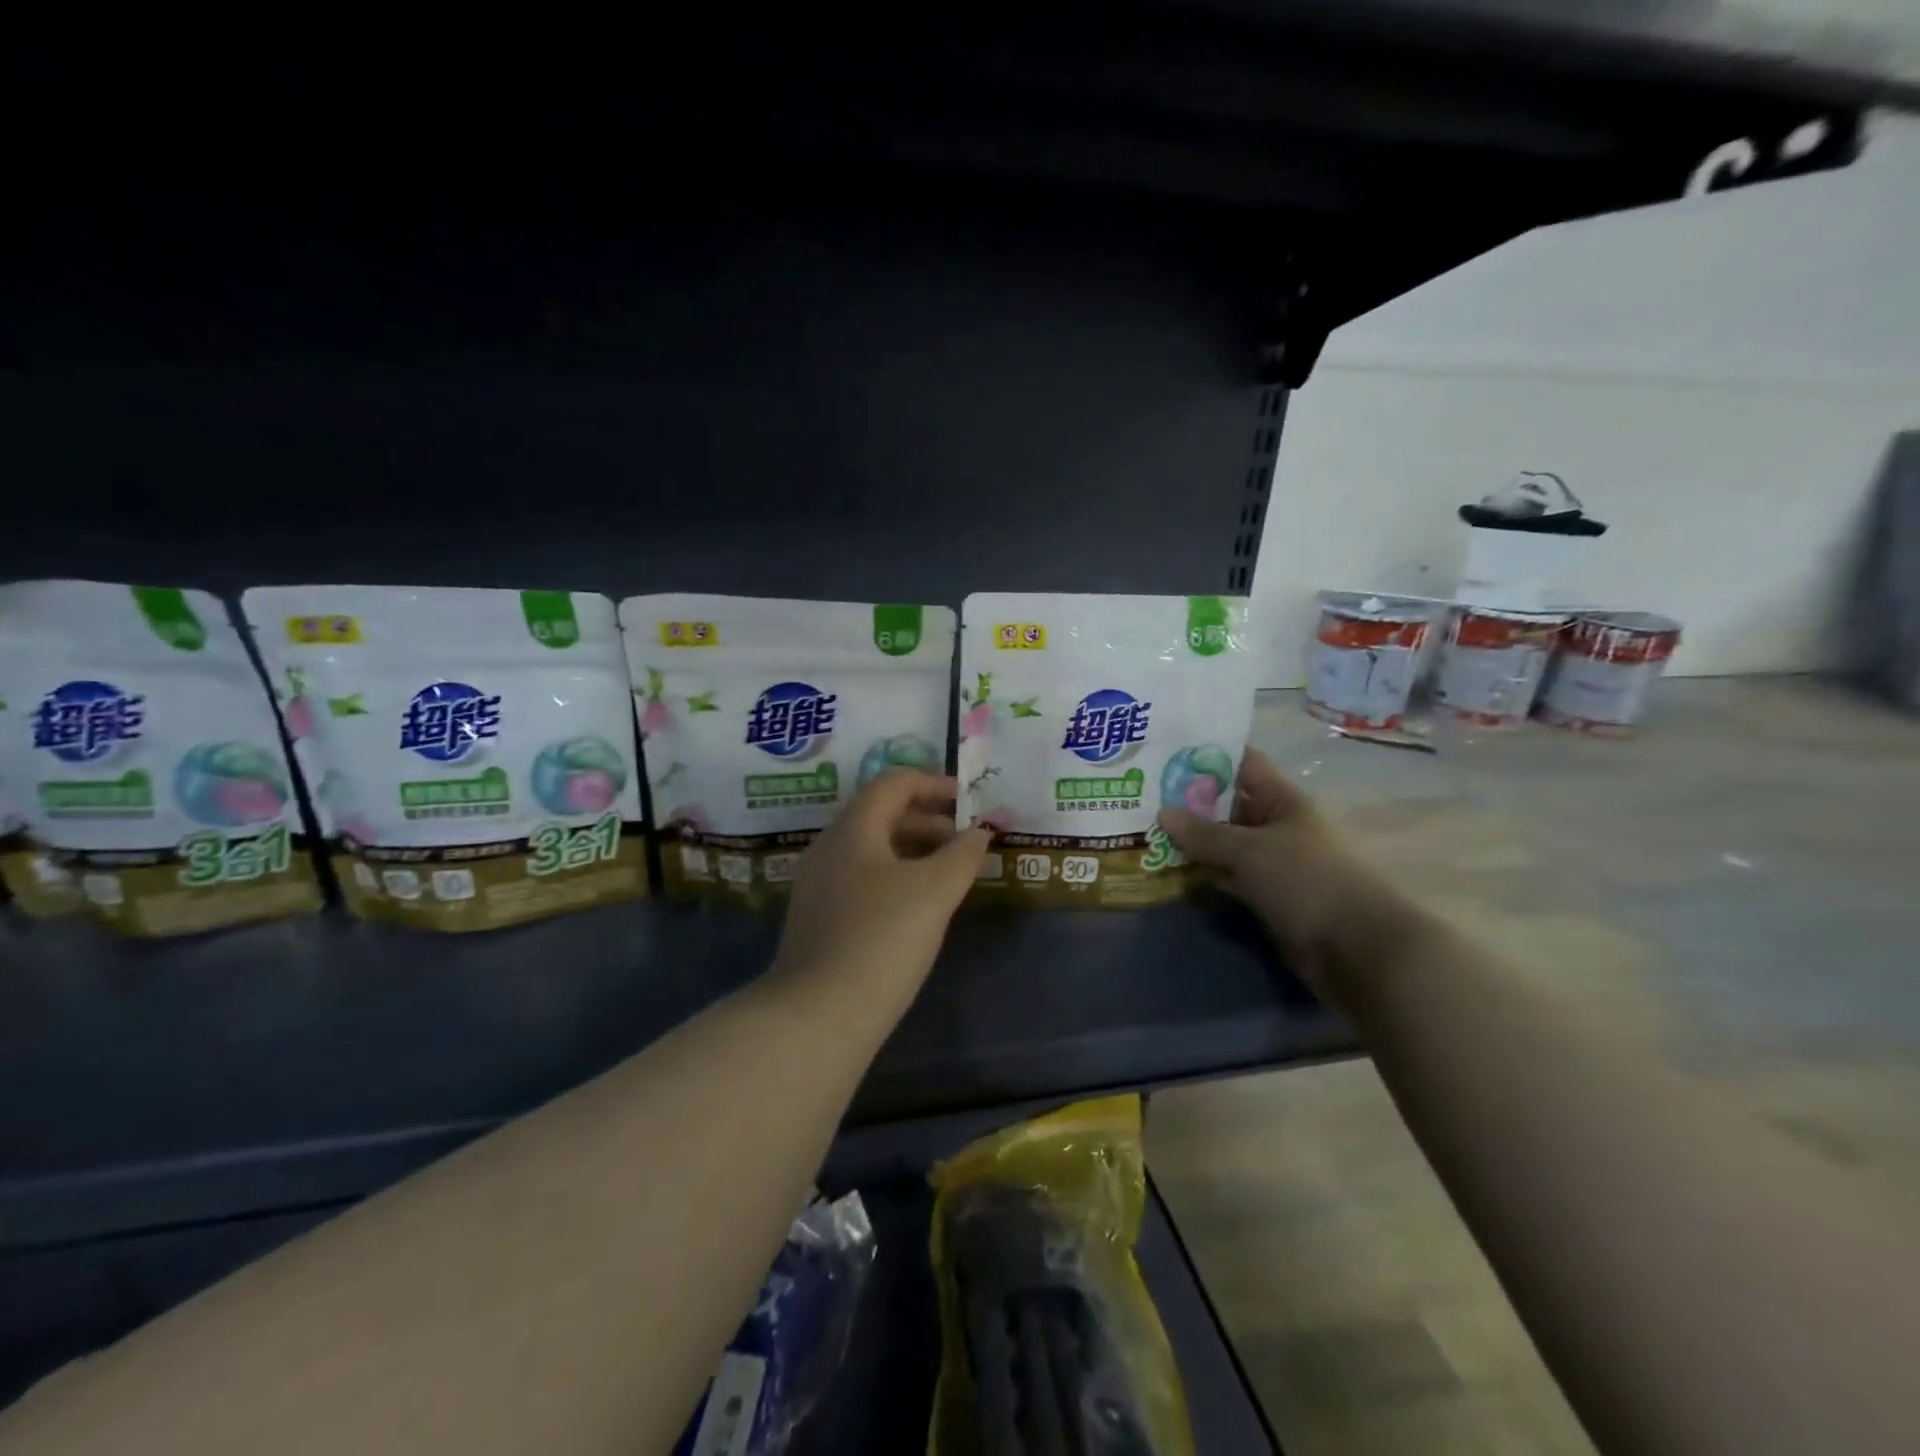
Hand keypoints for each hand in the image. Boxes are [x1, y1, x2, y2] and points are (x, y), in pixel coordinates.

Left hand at [776, 770, 989, 1009]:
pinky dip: (896, 876)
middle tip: (966, 840)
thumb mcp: (934, 891)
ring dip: (914, 849)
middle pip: (881, 813)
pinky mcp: (820, 918)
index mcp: (852, 828)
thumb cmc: (882, 938)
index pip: (894, 782)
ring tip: (950, 873)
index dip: (935, 784)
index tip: (969, 801)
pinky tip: (918, 906)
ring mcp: (820, 884)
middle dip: (928, 819)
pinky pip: (863, 877)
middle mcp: (830, 847)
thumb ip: (962, 854)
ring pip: (873, 848)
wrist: (818, 1014)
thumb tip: (979, 831)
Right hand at [1156, 747, 1417, 1003]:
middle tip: (1139, 795)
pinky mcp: (1266, 897)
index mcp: (1282, 801)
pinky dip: (1202, 875)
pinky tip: (1167, 872)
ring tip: (1143, 831)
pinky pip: (1226, 878)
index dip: (1206, 755)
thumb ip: (1205, 833)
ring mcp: (1271, 863)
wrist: (1355, 949)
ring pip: (1223, 844)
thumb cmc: (1306, 882)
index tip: (1163, 750)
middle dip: (1188, 801)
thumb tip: (1162, 813)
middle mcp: (1276, 826)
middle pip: (1227, 805)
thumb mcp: (1251, 850)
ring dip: (1191, 842)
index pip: (1242, 764)